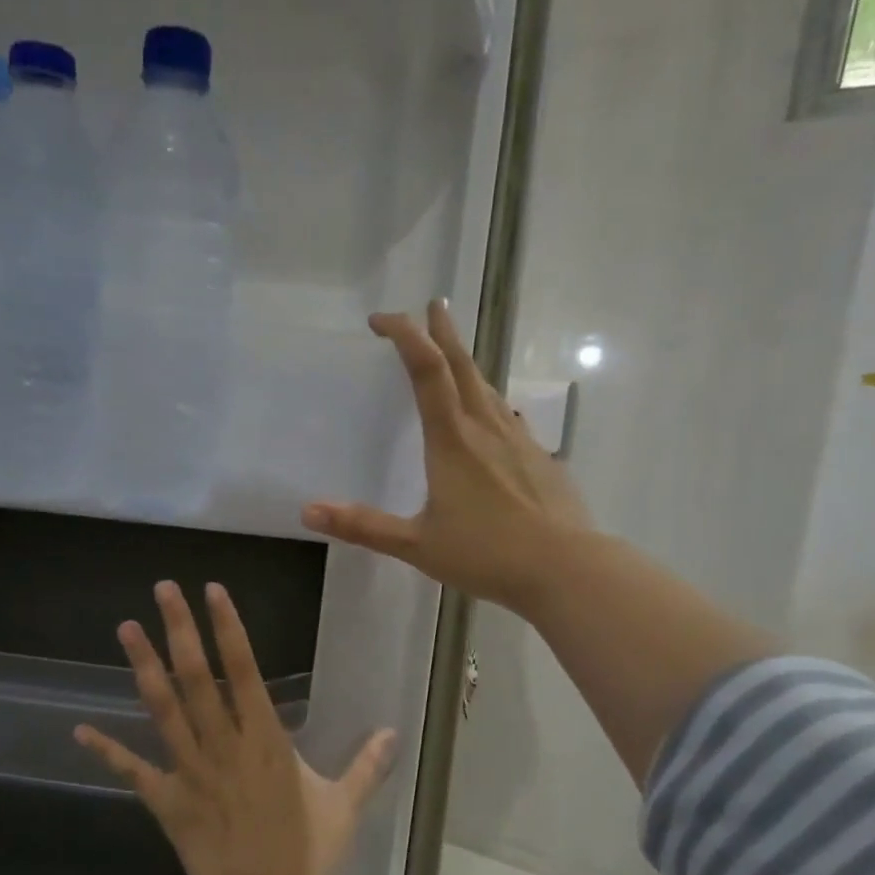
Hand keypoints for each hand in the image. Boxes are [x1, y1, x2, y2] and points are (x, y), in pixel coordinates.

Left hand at [75, 581, 395, 874]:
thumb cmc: (307, 854)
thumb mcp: (344, 806)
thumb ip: (368, 766)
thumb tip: (394, 733)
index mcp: (265, 737)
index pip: (244, 668)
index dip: (227, 626)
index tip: (211, 590)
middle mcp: (223, 742)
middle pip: (197, 675)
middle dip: (179, 628)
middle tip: (162, 589)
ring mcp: (190, 769)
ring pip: (163, 707)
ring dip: (143, 666)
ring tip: (126, 628)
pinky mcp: (167, 800)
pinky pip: (133, 770)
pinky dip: (107, 750)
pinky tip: (78, 731)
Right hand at [301, 298, 590, 613]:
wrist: (565, 569)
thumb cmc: (487, 554)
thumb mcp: (417, 545)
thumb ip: (364, 527)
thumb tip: (308, 511)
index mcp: (452, 440)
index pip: (427, 370)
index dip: (405, 336)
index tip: (382, 319)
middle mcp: (486, 429)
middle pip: (463, 366)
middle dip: (443, 333)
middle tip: (433, 306)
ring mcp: (520, 442)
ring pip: (489, 389)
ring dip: (468, 365)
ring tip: (455, 356)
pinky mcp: (542, 460)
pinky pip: (509, 420)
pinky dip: (492, 405)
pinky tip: (496, 419)